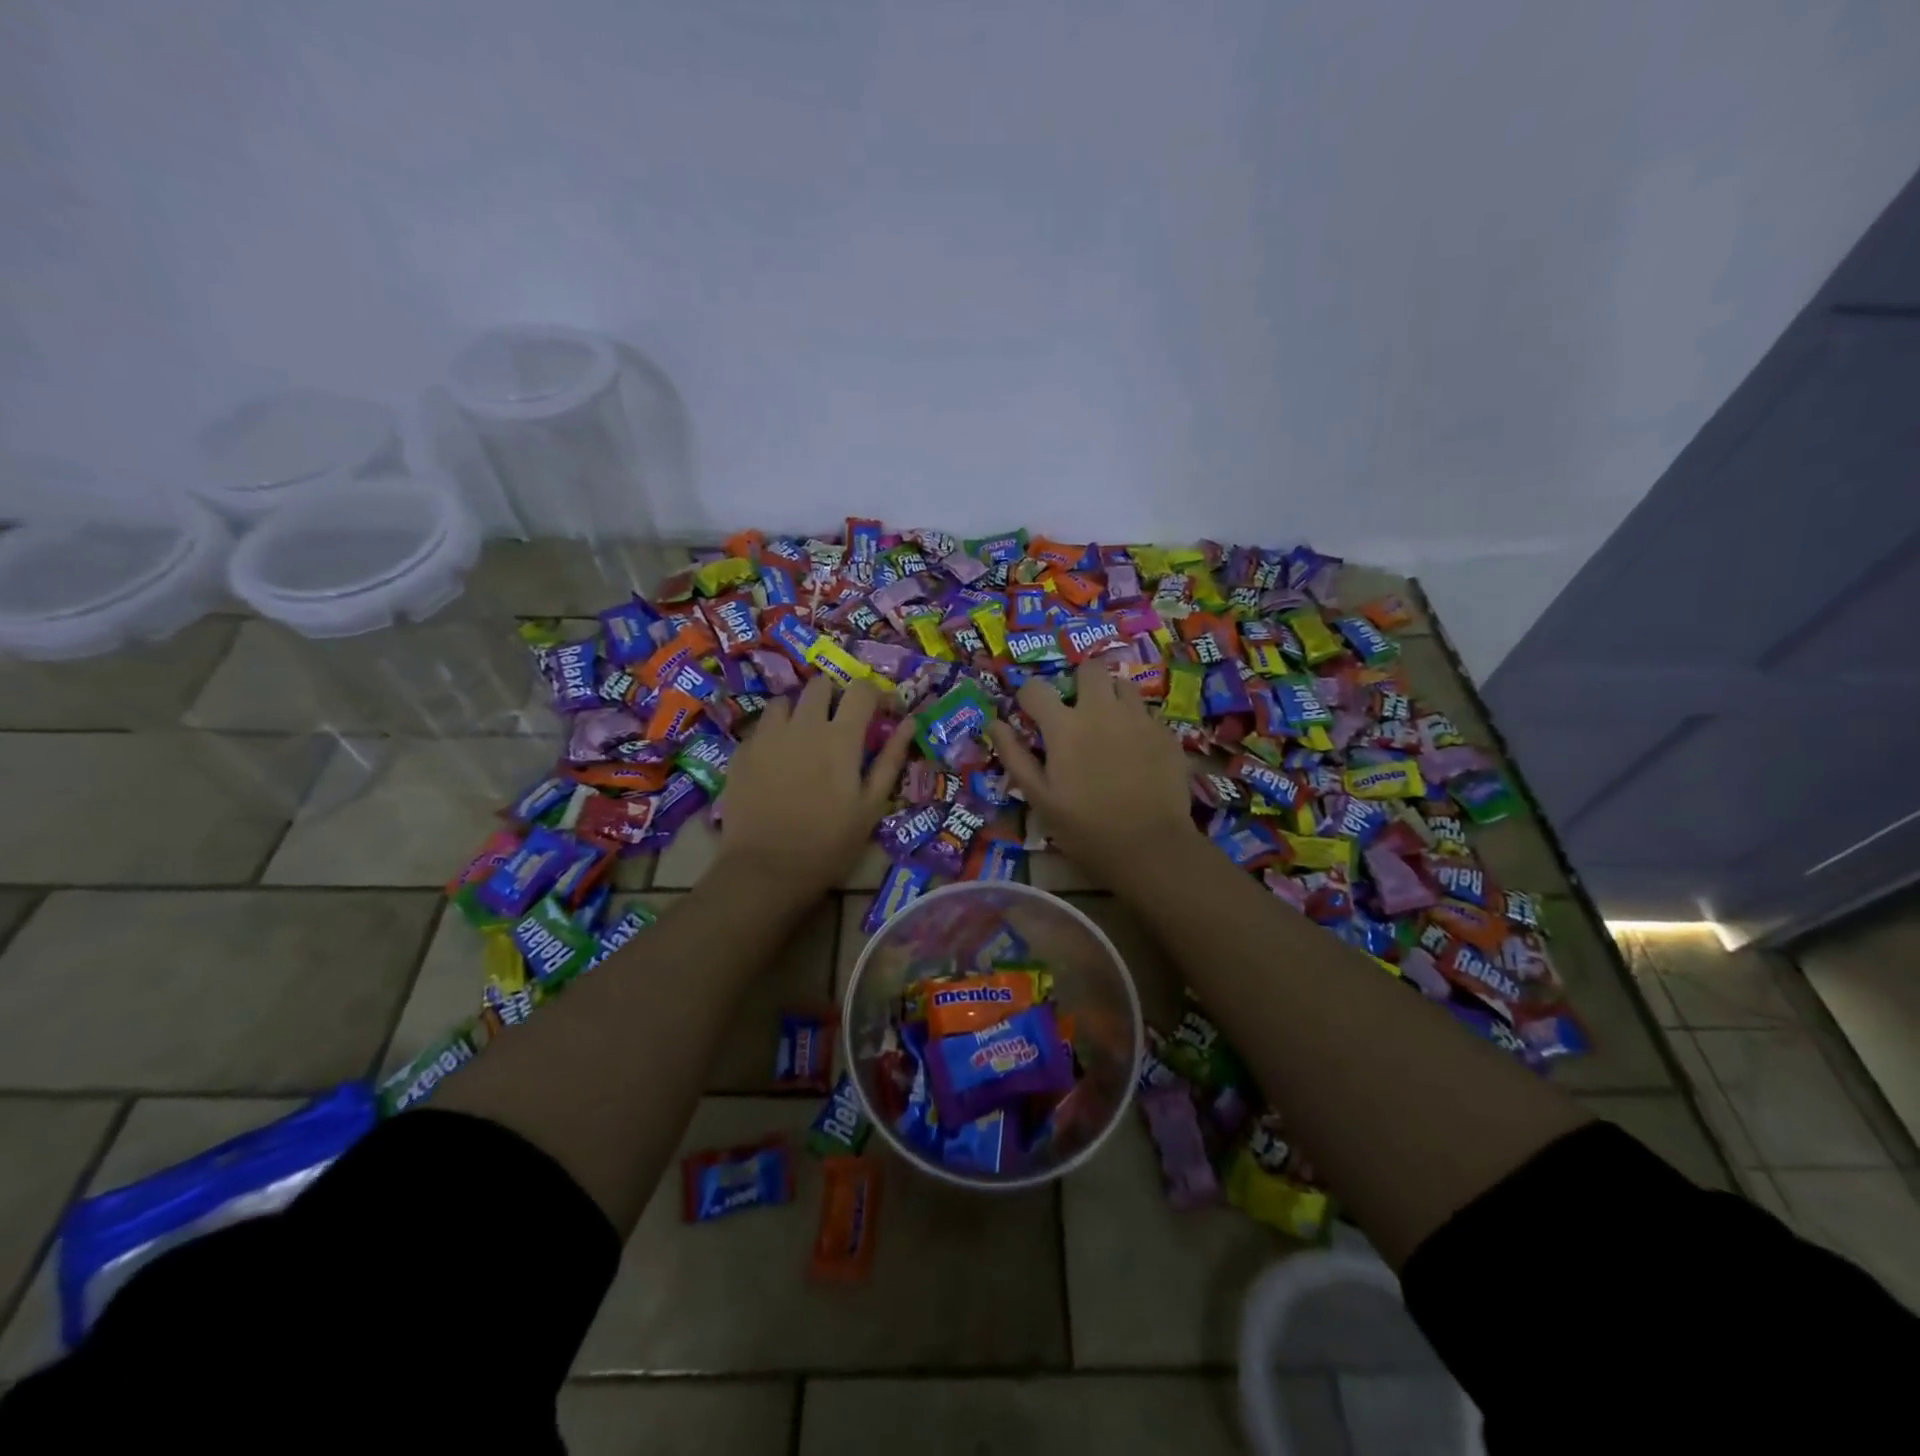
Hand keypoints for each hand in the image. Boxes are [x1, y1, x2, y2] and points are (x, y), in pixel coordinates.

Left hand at [715, 676, 912, 902]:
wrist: (766, 869)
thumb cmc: (829, 843)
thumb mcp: (871, 806)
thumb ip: (890, 759)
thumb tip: (908, 723)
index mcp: (841, 737)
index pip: (862, 690)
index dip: (874, 695)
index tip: (879, 713)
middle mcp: (803, 725)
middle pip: (820, 684)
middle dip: (834, 697)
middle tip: (839, 725)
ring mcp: (767, 735)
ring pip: (785, 701)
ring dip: (799, 711)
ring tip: (803, 738)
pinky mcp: (742, 751)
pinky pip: (761, 726)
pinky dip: (774, 733)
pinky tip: (777, 761)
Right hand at [987, 663, 1196, 885]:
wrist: (1150, 846)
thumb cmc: (1085, 827)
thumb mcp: (1039, 798)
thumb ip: (1014, 755)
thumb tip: (994, 723)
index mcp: (1064, 726)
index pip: (1035, 688)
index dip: (1028, 697)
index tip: (1031, 713)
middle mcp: (1101, 710)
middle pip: (1089, 668)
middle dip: (1079, 682)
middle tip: (1077, 710)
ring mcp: (1138, 718)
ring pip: (1123, 684)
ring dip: (1111, 697)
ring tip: (1109, 725)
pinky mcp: (1165, 732)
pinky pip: (1146, 712)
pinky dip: (1136, 723)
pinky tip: (1135, 750)